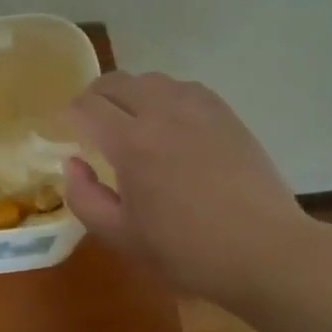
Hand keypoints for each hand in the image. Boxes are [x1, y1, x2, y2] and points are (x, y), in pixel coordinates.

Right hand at [61, 71, 314, 302]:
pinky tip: (170, 121)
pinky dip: (165, 96)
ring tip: (131, 120)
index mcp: (131, 143)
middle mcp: (161, 113)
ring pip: (150, 79)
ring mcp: (197, 109)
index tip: (66, 131)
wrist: (265, 252)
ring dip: (131, 94)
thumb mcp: (122, 237)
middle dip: (94, 97)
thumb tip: (73, 163)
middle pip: (115, 81)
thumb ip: (84, 197)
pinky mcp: (224, 113)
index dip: (68, 115)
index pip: (86, 106)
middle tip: (92, 123)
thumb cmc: (188, 251)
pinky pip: (183, 87)